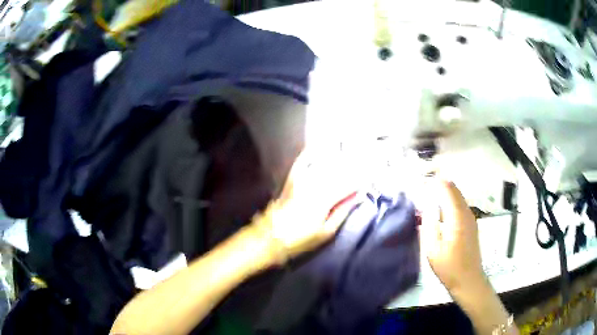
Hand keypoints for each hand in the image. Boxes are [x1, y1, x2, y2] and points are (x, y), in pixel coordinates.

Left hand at [251, 150, 359, 263]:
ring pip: (324, 163)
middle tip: (365, 161)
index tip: (371, 176)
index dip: (361, 180)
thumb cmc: (301, 238)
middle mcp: (314, 184)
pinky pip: (304, 161)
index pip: (348, 184)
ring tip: (350, 154)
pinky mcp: (292, 178)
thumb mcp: (326, 231)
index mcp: (324, 199)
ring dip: (338, 157)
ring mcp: (301, 179)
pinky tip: (319, 146)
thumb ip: (343, 211)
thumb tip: (358, 196)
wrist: (271, 236)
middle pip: (338, 171)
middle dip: (353, 166)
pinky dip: (312, 152)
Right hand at [420, 179, 485, 292]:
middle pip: (454, 189)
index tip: (422, 181)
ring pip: (459, 196)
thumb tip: (426, 206)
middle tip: (425, 185)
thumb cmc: (449, 267)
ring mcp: (471, 218)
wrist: (468, 279)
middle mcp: (466, 213)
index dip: (435, 182)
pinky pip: (461, 205)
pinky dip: (451, 201)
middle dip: (441, 184)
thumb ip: (429, 224)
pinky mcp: (471, 224)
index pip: (447, 190)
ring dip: (446, 192)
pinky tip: (442, 210)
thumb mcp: (433, 249)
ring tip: (431, 195)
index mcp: (457, 217)